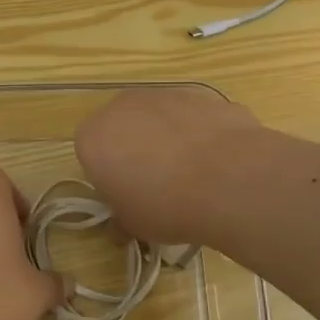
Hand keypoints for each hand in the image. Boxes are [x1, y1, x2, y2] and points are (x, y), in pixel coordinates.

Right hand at [74, 87, 261, 244]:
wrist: (229, 179)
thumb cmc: (166, 206)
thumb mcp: (133, 225)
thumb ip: (121, 217)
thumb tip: (123, 222)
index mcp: (93, 138)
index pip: (90, 154)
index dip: (109, 177)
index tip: (128, 196)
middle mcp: (122, 107)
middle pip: (122, 128)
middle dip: (135, 151)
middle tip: (158, 184)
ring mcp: (163, 95)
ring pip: (158, 119)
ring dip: (168, 139)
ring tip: (193, 174)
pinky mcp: (200, 94)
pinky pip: (191, 117)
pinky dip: (199, 133)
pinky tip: (218, 161)